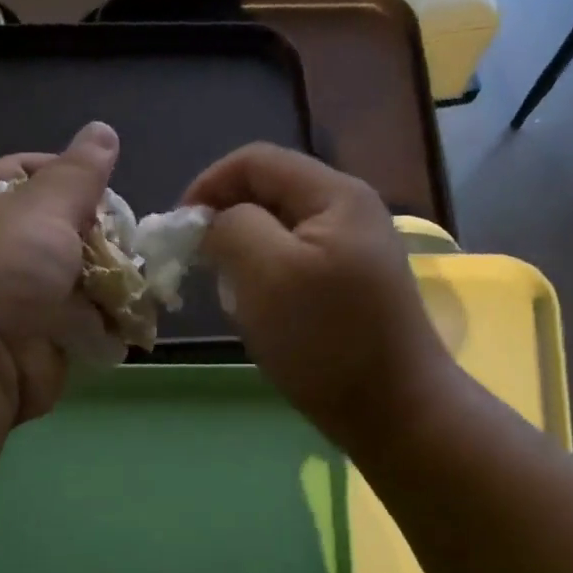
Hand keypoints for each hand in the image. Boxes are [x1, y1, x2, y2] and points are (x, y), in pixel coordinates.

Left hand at [0, 121, 117, 422]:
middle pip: (60, 226)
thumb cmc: (5, 271)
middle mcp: (0, 250)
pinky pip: (86, 320)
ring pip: (79, 276)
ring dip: (112, 279)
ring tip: (141, 277)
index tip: (103, 184)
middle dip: (98, 232)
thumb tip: (103, 130)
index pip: (24, 172)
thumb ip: (80, 173)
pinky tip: (133, 314)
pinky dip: (110, 319)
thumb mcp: (44, 208)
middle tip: (128, 237)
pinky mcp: (46, 338)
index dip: (64, 171)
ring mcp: (23, 298)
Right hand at [183, 143, 450, 452]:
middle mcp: (350, 212)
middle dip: (227, 226)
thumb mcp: (267, 273)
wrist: (393, 411)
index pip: (255, 161)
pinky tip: (264, 318)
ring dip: (246, 259)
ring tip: (235, 300)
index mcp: (334, 194)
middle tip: (204, 271)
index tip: (178, 233)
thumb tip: (215, 222)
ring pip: (279, 235)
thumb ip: (232, 227)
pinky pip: (296, 268)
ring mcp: (356, 252)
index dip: (207, 185)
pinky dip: (268, 283)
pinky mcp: (353, 288)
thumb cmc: (326, 339)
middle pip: (269, 195)